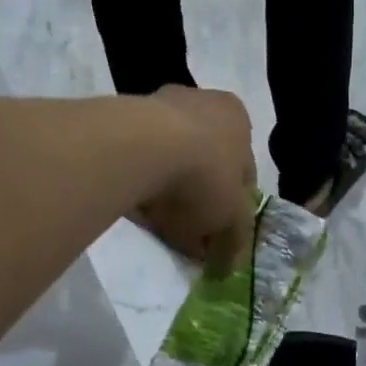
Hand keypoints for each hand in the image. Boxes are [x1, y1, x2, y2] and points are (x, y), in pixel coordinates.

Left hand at [136, 87, 257, 273]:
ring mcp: (157, 106)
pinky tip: (137, 209)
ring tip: (160, 224)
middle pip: (206, 161)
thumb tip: (229, 263)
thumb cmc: (204, 177)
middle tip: (191, 232)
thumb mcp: (232, 219)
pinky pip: (138, 161)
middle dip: (200, 197)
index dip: (235, 207)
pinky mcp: (120, 119)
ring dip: (168, 190)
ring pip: (170, 160)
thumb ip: (235, 240)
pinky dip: (140, 183)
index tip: (221, 234)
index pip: (245, 170)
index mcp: (238, 119)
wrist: (140, 150)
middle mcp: (202, 102)